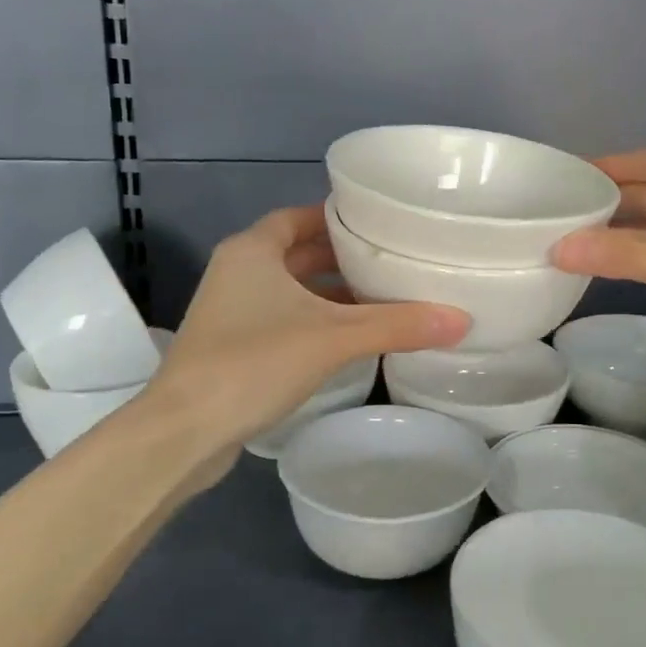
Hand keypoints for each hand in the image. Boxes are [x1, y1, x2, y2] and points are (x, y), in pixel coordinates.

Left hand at [148, 205, 469, 467]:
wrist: (185, 430)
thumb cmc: (254, 363)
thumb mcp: (333, 338)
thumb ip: (396, 326)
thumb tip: (461, 320)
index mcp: (252, 251)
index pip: (299, 217)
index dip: (337, 217)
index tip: (379, 224)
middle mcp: (238, 272)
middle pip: (297, 253)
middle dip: (341, 258)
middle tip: (391, 261)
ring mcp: (231, 311)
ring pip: (290, 290)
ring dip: (329, 293)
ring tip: (381, 298)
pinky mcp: (232, 346)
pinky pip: (283, 319)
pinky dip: (315, 321)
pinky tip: (350, 338)